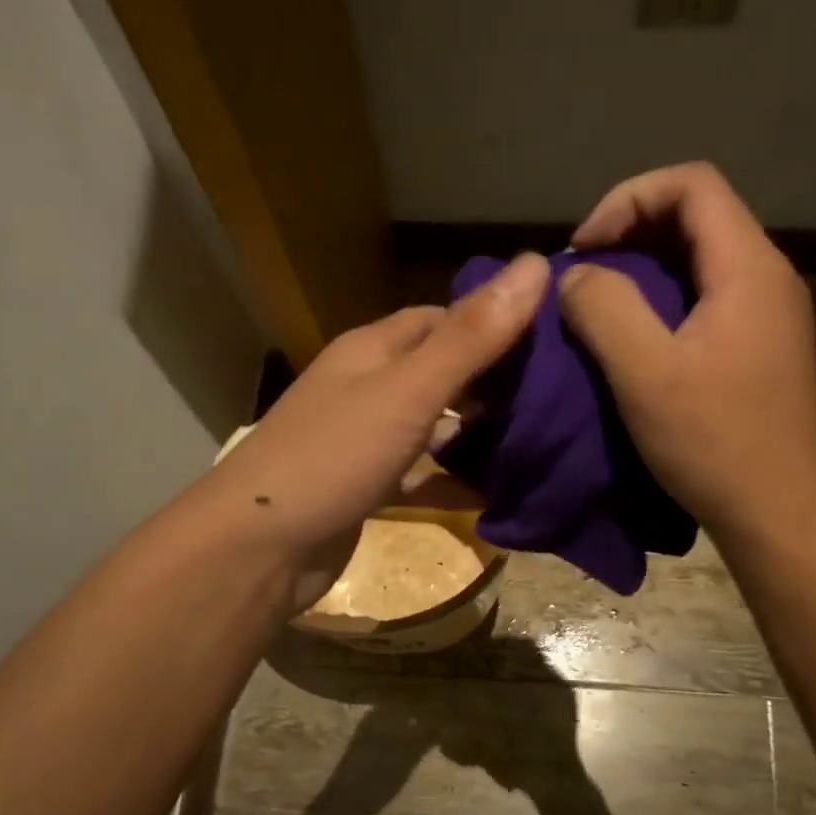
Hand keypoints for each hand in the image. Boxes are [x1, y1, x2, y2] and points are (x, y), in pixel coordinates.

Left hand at [200, 253, 549, 611]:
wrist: (259, 549)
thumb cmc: (333, 456)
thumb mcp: (408, 391)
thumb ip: (471, 338)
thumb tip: (535, 264)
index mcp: (372, 350)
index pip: (442, 319)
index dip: (493, 322)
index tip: (551, 340)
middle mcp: (367, 387)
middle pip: (440, 371)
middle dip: (492, 381)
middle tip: (556, 396)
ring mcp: (365, 441)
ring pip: (433, 425)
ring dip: (477, 433)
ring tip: (541, 440)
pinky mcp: (367, 489)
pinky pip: (423, 476)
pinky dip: (456, 481)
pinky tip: (500, 493)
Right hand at [557, 163, 815, 536]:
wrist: (778, 511)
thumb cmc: (713, 441)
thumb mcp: (645, 372)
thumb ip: (604, 308)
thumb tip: (577, 275)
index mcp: (748, 267)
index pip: (692, 183)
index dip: (628, 199)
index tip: (585, 250)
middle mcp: (768, 276)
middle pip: (697, 215)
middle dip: (631, 231)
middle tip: (584, 276)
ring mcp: (768, 313)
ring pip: (699, 257)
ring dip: (643, 268)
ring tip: (598, 306)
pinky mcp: (759, 346)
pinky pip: (705, 295)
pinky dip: (661, 299)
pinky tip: (633, 339)